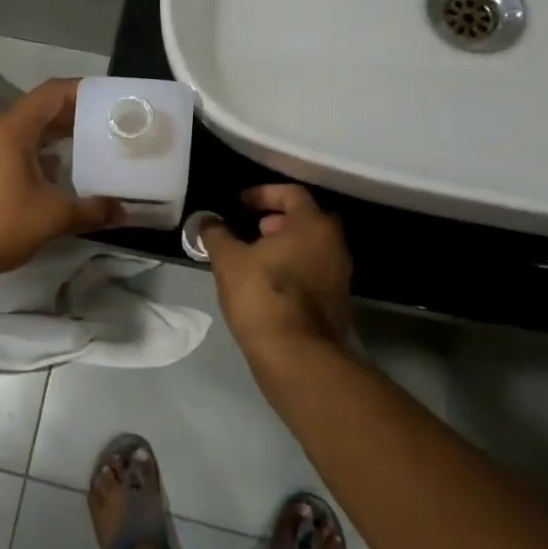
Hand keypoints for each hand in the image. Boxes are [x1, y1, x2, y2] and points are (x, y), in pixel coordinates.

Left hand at [0, 78, 121, 280]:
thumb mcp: (52, 216)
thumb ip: (92, 209)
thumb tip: (124, 211)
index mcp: (12, 128)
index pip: (53, 93)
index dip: (84, 91)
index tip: (113, 100)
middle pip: (41, 108)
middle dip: (77, 114)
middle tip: (112, 123)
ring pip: (29, 129)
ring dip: (59, 134)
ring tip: (94, 143)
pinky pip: (17, 147)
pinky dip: (42, 152)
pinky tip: (64, 171)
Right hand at [201, 185, 352, 354]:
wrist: (296, 355)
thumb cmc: (262, 295)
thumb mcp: (228, 260)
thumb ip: (216, 234)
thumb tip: (207, 221)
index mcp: (312, 225)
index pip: (292, 193)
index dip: (264, 194)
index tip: (241, 203)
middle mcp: (334, 244)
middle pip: (306, 220)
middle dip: (278, 220)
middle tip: (252, 228)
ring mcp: (340, 275)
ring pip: (312, 247)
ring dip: (286, 246)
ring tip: (256, 257)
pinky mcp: (337, 303)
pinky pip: (314, 272)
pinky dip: (294, 268)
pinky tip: (268, 283)